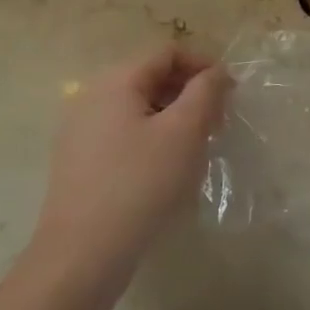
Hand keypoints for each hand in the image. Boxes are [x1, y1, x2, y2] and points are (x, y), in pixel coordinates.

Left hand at [30, 46, 231, 290]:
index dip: (203, 65)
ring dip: (174, 116)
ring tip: (197, 146)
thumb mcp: (185, 131)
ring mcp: (80, 130)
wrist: (81, 256)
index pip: (168, 52)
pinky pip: (124, 132)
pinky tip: (167, 168)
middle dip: (190, 92)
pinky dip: (153, 137)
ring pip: (139, 107)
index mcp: (115, 81)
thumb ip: (206, 91)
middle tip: (218, 121)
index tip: (230, 93)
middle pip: (152, 76)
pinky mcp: (79, 161)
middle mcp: (91, 97)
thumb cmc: (140, 184)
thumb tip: (216, 73)